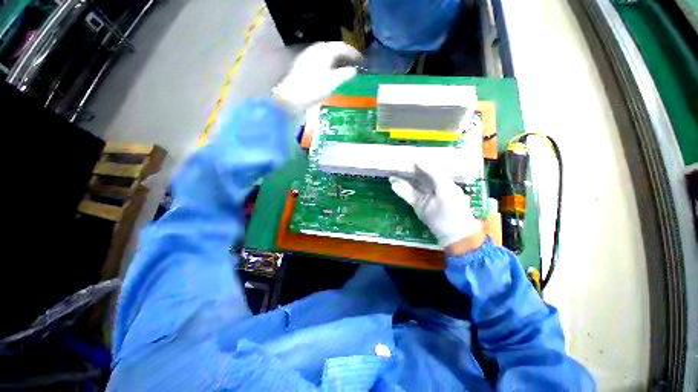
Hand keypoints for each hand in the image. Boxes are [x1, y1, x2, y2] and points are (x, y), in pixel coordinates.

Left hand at [274, 42, 361, 110]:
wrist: (292, 96)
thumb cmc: (314, 89)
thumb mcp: (333, 82)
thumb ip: (345, 74)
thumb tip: (353, 70)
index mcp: (324, 51)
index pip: (342, 47)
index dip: (353, 52)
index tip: (361, 59)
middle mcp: (315, 49)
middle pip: (333, 47)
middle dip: (344, 54)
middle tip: (352, 62)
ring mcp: (308, 56)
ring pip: (325, 52)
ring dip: (335, 58)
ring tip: (342, 67)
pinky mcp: (303, 63)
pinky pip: (319, 58)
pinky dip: (327, 62)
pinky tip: (328, 71)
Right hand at [389, 163, 483, 253]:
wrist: (453, 233)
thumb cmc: (452, 208)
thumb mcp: (445, 187)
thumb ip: (432, 173)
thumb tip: (418, 160)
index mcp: (442, 181)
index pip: (429, 169)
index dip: (418, 164)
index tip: (407, 158)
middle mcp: (433, 188)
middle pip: (418, 177)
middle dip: (407, 172)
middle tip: (395, 165)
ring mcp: (424, 197)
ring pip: (411, 186)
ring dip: (401, 181)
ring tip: (390, 174)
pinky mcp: (417, 205)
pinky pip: (408, 196)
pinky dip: (401, 190)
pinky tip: (393, 185)